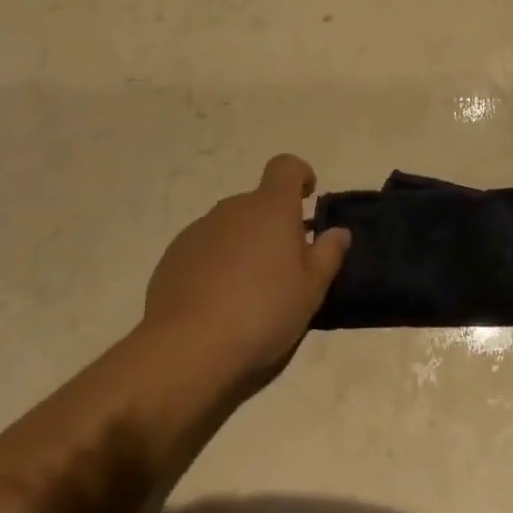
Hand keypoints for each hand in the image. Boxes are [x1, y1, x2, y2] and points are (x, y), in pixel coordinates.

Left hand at [141, 155, 349, 386]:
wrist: (188, 346)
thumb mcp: (311, 289)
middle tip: (285, 266)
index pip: (285, 166)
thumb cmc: (263, 310)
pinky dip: (216, 264)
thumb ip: (328, 254)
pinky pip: (205, 249)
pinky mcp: (174, 255)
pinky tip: (218, 303)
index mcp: (271, 207)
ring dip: (245, 245)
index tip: (307, 199)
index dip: (300, 175)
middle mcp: (233, 208)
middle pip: (259, 202)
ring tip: (250, 291)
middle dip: (273, 225)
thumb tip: (338, 232)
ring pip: (231, 227)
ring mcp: (199, 230)